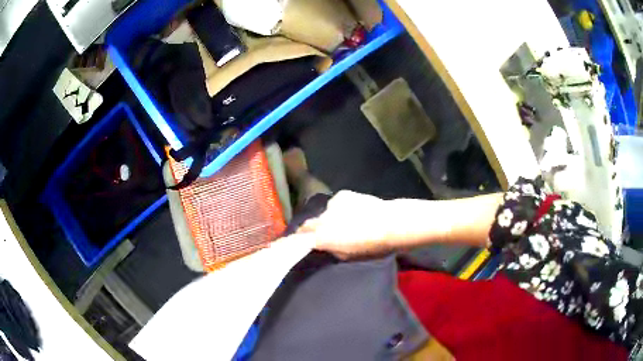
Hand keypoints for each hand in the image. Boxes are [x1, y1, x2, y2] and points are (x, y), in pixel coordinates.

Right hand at [296, 190, 394, 259]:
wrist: (390, 224)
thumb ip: (331, 249)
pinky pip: (337, 203)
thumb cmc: (370, 247)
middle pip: (308, 224)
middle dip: (310, 229)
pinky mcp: (343, 195)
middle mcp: (321, 219)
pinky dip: (341, 208)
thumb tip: (325, 245)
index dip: (294, 241)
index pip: (299, 238)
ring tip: (343, 222)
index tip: (293, 243)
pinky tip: (354, 211)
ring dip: (329, 218)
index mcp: (321, 237)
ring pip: (325, 213)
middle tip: (320, 234)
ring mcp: (332, 205)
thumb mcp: (347, 256)